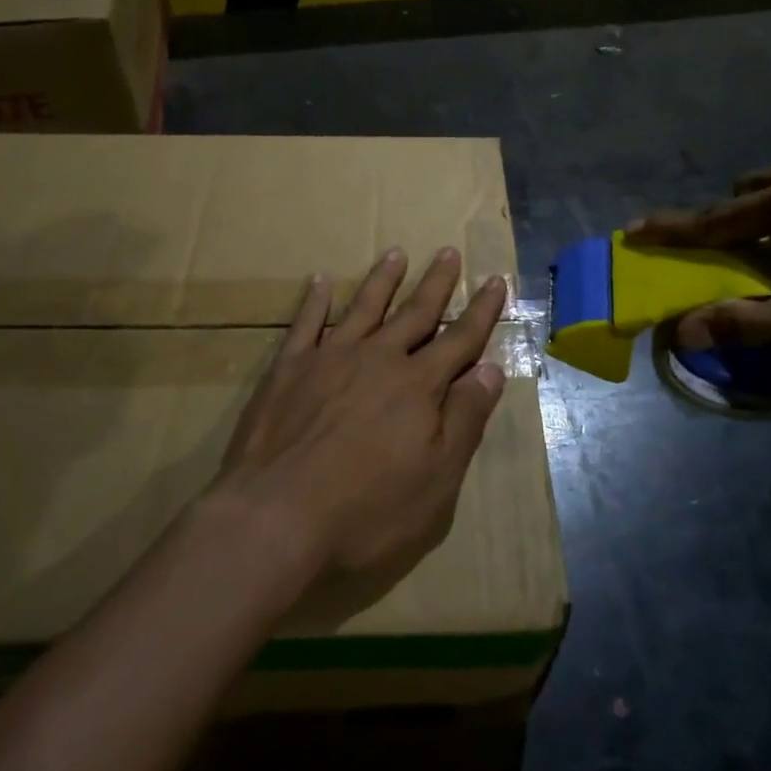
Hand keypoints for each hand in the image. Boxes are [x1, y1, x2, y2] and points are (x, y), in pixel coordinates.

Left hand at [211, 247, 507, 586]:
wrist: (275, 518)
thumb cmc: (367, 511)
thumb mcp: (437, 479)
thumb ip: (464, 420)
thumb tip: (491, 370)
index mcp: (418, 386)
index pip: (460, 340)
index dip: (482, 311)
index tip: (495, 281)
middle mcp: (378, 359)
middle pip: (414, 313)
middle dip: (436, 283)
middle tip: (448, 252)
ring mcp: (330, 359)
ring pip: (364, 307)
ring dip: (383, 279)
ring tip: (395, 253)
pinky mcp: (288, 369)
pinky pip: (305, 324)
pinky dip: (315, 300)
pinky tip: (320, 280)